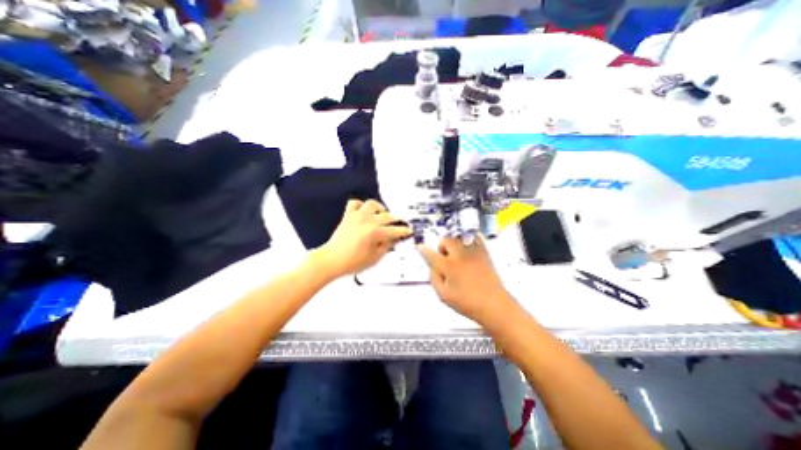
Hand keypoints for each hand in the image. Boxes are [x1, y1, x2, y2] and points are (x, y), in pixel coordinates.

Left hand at [313, 199, 411, 279]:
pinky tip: (365, 211)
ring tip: (382, 214)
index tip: (409, 231)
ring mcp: (357, 216)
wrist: (331, 260)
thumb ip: (386, 246)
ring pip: (372, 204)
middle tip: (400, 222)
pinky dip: (361, 205)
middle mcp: (368, 221)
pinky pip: (355, 203)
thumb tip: (394, 239)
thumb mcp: (375, 258)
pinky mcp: (348, 215)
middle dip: (396, 219)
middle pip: (387, 216)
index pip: (394, 230)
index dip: (404, 231)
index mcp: (375, 232)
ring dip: (380, 208)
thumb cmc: (353, 262)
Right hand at [420, 236, 513, 326]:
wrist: (494, 305)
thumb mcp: (444, 295)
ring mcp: (473, 253)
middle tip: (443, 257)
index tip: (421, 247)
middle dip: (442, 246)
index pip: (431, 254)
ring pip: (459, 237)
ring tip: (456, 254)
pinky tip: (468, 247)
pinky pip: (476, 238)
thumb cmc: (468, 303)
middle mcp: (460, 256)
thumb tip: (433, 267)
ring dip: (454, 243)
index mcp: (449, 267)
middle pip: (446, 240)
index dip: (424, 250)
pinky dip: (469, 239)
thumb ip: (434, 278)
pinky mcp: (484, 253)